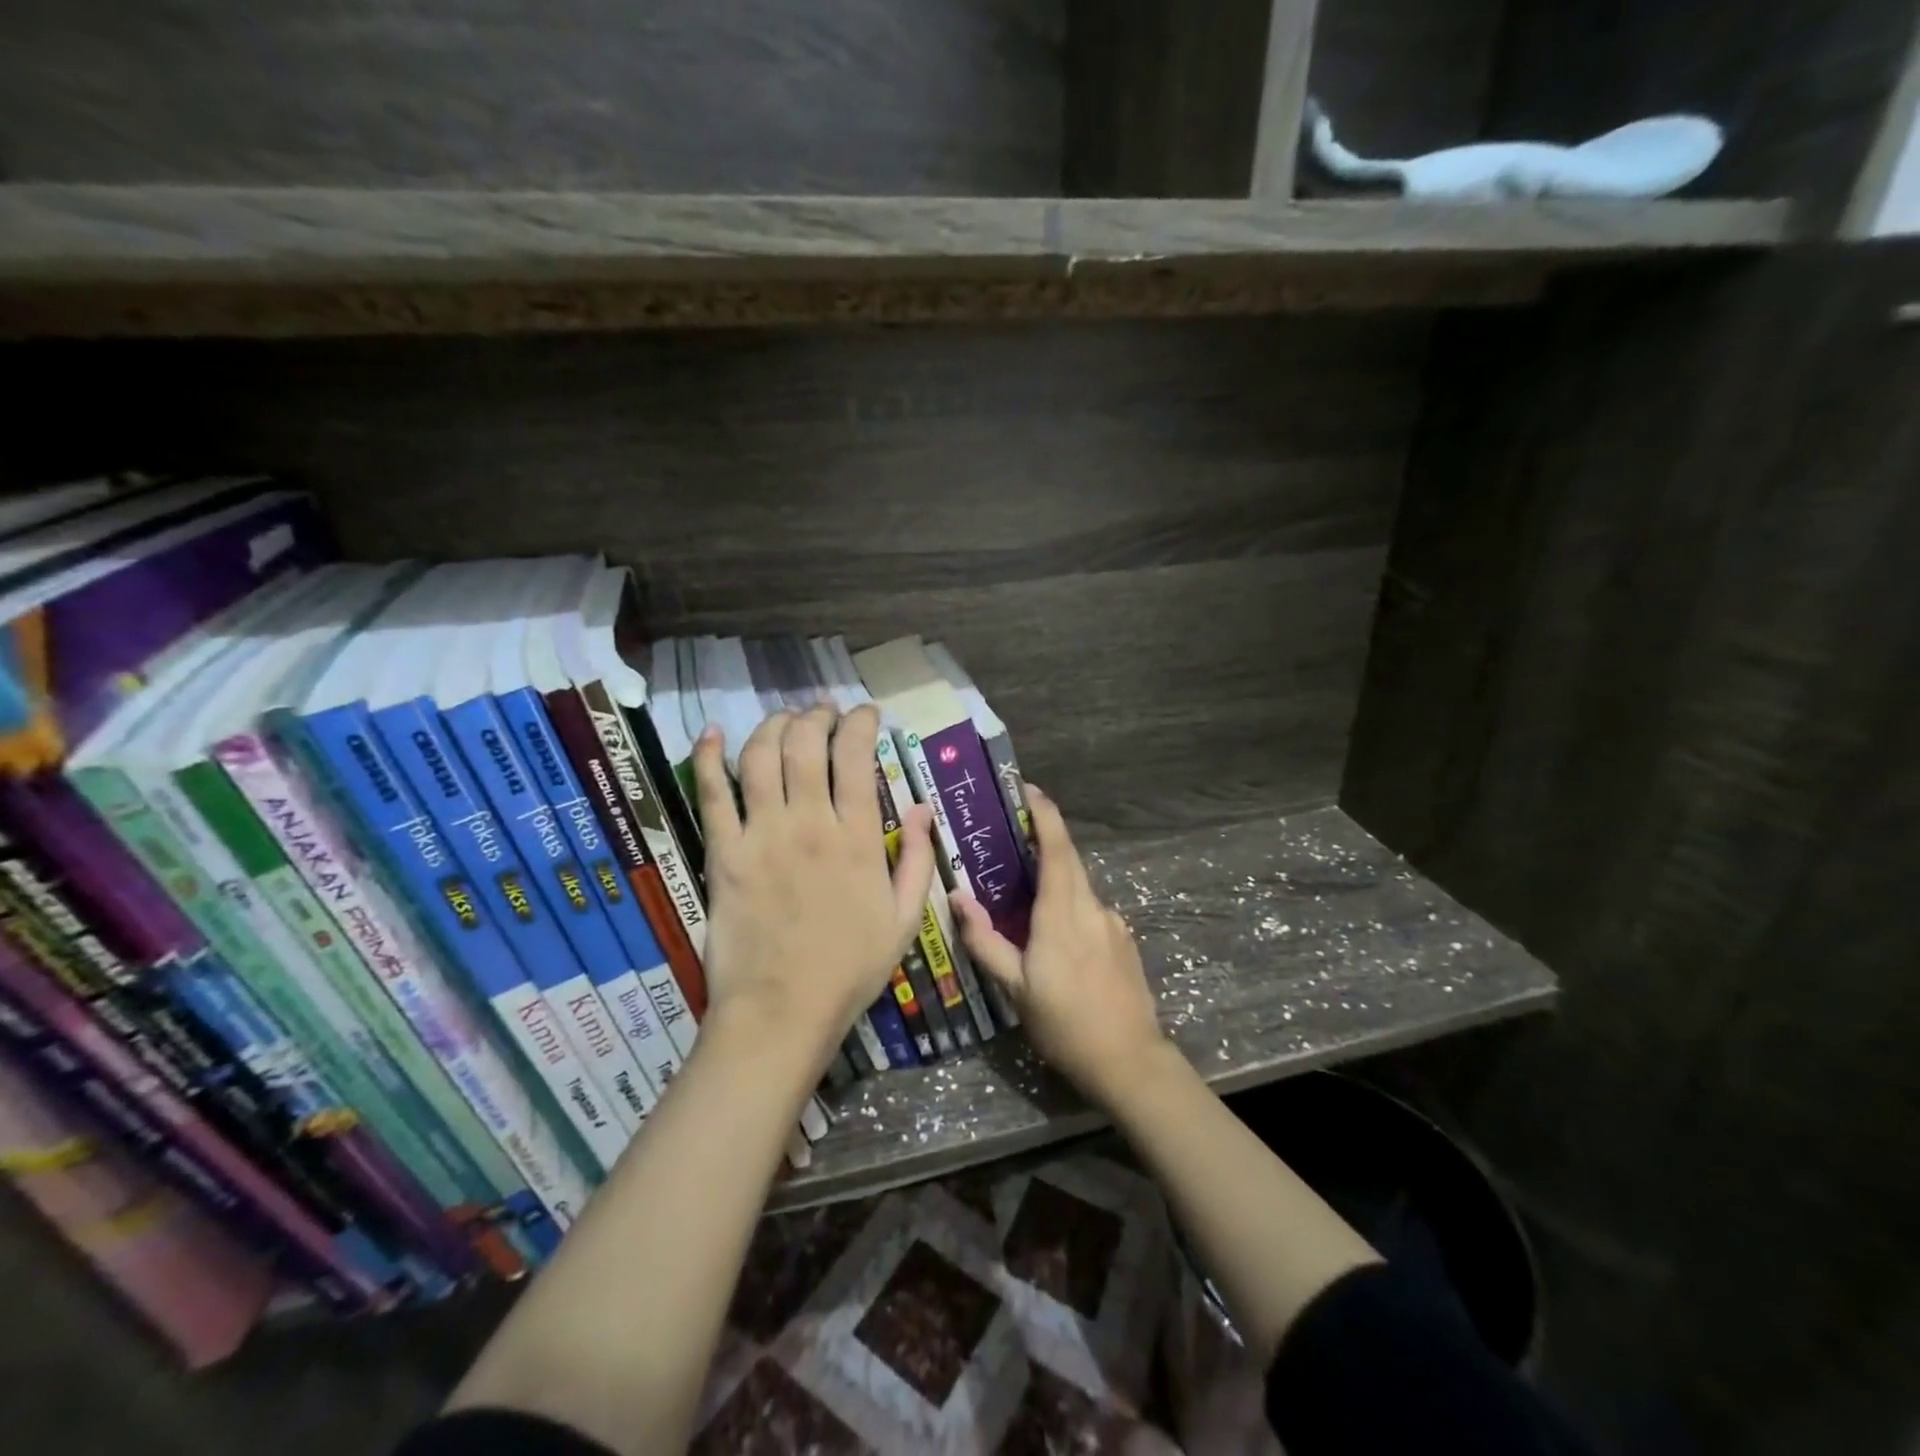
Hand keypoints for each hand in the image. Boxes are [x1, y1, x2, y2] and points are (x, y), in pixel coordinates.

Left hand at [692, 705, 934, 1068]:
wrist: (781, 1012)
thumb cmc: (850, 969)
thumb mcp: (905, 920)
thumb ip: (918, 859)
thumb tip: (923, 808)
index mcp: (857, 839)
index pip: (856, 758)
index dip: (860, 723)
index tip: (865, 714)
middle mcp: (808, 824)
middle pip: (806, 745)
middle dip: (817, 716)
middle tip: (824, 713)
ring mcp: (761, 835)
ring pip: (761, 757)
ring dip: (773, 726)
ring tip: (785, 720)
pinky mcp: (724, 853)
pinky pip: (712, 794)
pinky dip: (709, 757)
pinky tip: (713, 732)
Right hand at [951, 787, 1169, 1108]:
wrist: (1130, 1061)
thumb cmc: (1065, 1024)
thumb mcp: (1016, 989)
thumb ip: (985, 941)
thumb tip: (958, 898)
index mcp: (1063, 914)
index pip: (1056, 848)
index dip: (1044, 814)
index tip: (1028, 790)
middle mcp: (1092, 907)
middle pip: (1069, 859)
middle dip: (1045, 839)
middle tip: (1014, 834)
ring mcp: (1113, 923)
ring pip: (1079, 887)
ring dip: (1055, 880)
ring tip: (1025, 898)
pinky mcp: (1124, 939)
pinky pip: (1091, 910)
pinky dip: (1070, 907)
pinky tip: (1057, 939)